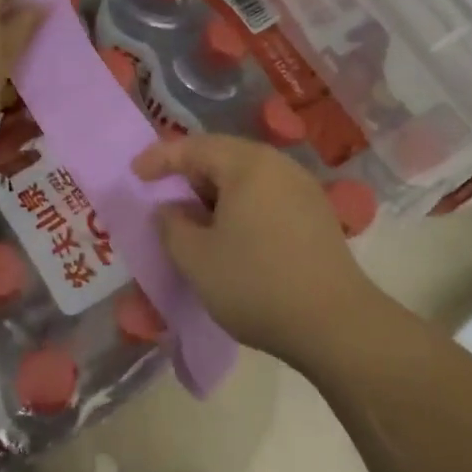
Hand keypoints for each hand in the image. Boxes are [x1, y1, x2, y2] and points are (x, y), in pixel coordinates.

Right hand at [133, 133, 379, 364]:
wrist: (335, 325)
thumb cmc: (256, 284)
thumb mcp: (196, 258)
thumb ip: (172, 226)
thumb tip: (170, 209)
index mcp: (248, 165)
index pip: (194, 147)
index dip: (160, 158)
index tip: (135, 174)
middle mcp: (279, 166)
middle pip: (224, 157)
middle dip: (189, 174)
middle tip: (163, 194)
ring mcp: (303, 190)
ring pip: (247, 178)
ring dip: (215, 193)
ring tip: (194, 218)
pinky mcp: (317, 216)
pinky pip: (267, 196)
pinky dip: (240, 206)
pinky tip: (231, 234)